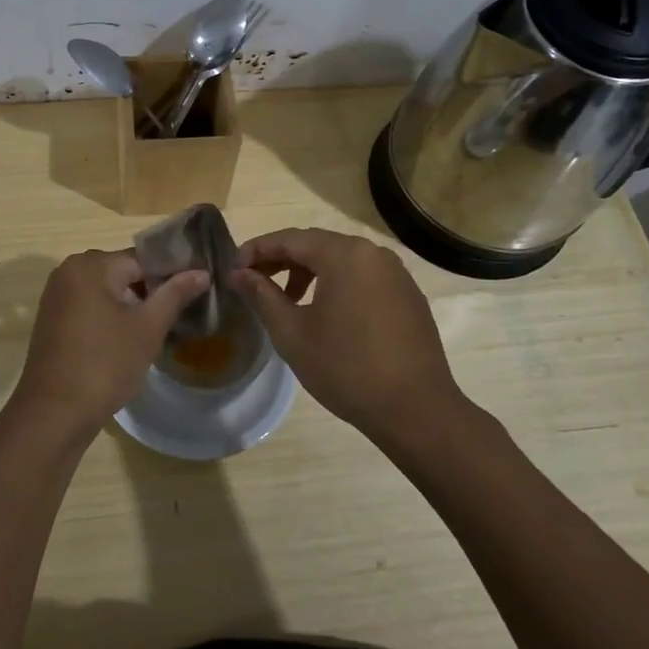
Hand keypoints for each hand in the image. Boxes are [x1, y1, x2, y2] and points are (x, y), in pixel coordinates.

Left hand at [7, 250, 208, 447]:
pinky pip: (89, 306)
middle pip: (123, 272)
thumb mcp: (147, 328)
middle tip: (176, 316)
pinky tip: (127, 341)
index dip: (171, 275)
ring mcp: (56, 296)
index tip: (193, 294)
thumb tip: (202, 272)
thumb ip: (175, 294)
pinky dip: (109, 317)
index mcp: (90, 265)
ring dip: (130, 306)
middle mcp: (68, 271)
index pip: (142, 258)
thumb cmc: (105, 364)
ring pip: (106, 291)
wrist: (54, 414)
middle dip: (150, 291)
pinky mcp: (52, 319)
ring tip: (156, 330)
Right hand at [231, 227, 465, 440]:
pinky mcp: (408, 295)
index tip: (233, 269)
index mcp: (344, 254)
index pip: (290, 238)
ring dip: (309, 273)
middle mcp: (373, 253)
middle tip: (254, 282)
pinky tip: (327, 315)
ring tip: (288, 302)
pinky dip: (337, 285)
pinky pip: (364, 278)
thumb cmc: (346, 368)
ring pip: (342, 261)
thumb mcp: (292, 332)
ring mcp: (396, 273)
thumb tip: (238, 273)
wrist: (416, 409)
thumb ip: (262, 295)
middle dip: (281, 260)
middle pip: (317, 245)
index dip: (256, 250)